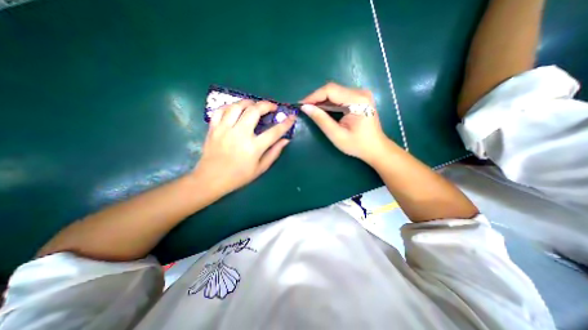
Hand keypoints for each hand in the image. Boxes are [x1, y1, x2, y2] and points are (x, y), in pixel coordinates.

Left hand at [193, 99, 293, 193]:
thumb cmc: (239, 176)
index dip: (285, 123)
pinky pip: (221, 110)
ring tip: (254, 105)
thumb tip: (285, 140)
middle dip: (266, 105)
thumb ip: (274, 153)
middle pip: (254, 111)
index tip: (291, 117)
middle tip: (272, 107)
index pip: (274, 132)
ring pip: (237, 106)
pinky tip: (236, 109)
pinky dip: (230, 106)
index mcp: (254, 147)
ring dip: (249, 102)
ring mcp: (224, 129)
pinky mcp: (213, 128)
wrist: (211, 179)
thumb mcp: (260, 168)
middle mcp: (240, 134)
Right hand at [301, 83, 391, 164]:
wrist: (375, 148)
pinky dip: (329, 103)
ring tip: (311, 110)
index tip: (301, 104)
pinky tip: (322, 110)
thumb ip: (321, 119)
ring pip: (335, 92)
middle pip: (332, 89)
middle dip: (316, 98)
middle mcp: (360, 93)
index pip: (330, 90)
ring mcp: (361, 94)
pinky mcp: (359, 99)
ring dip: (322, 100)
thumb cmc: (357, 145)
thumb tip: (305, 107)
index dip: (313, 96)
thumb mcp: (336, 134)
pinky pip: (340, 97)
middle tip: (305, 108)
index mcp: (357, 100)